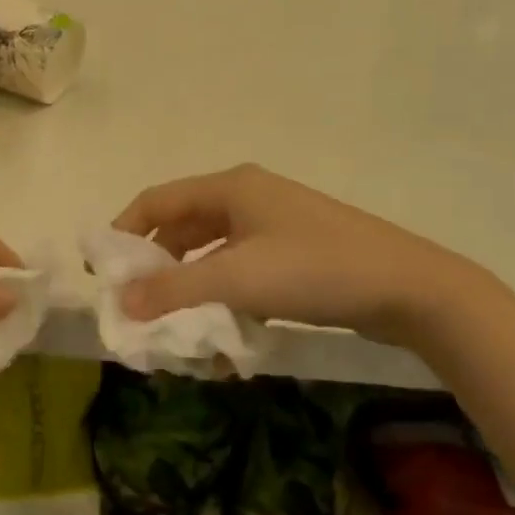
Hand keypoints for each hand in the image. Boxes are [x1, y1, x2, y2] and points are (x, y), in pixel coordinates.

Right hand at [111, 165, 490, 346]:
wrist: (412, 289)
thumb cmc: (316, 270)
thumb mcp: (237, 279)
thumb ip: (173, 289)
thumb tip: (119, 302)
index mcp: (230, 188)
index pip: (156, 201)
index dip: (123, 232)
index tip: (101, 271)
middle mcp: (248, 197)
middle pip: (182, 225)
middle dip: (155, 264)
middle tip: (136, 301)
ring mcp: (274, 224)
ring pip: (211, 250)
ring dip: (189, 282)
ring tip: (174, 319)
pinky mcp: (294, 251)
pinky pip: (240, 267)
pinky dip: (222, 291)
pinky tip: (222, 326)